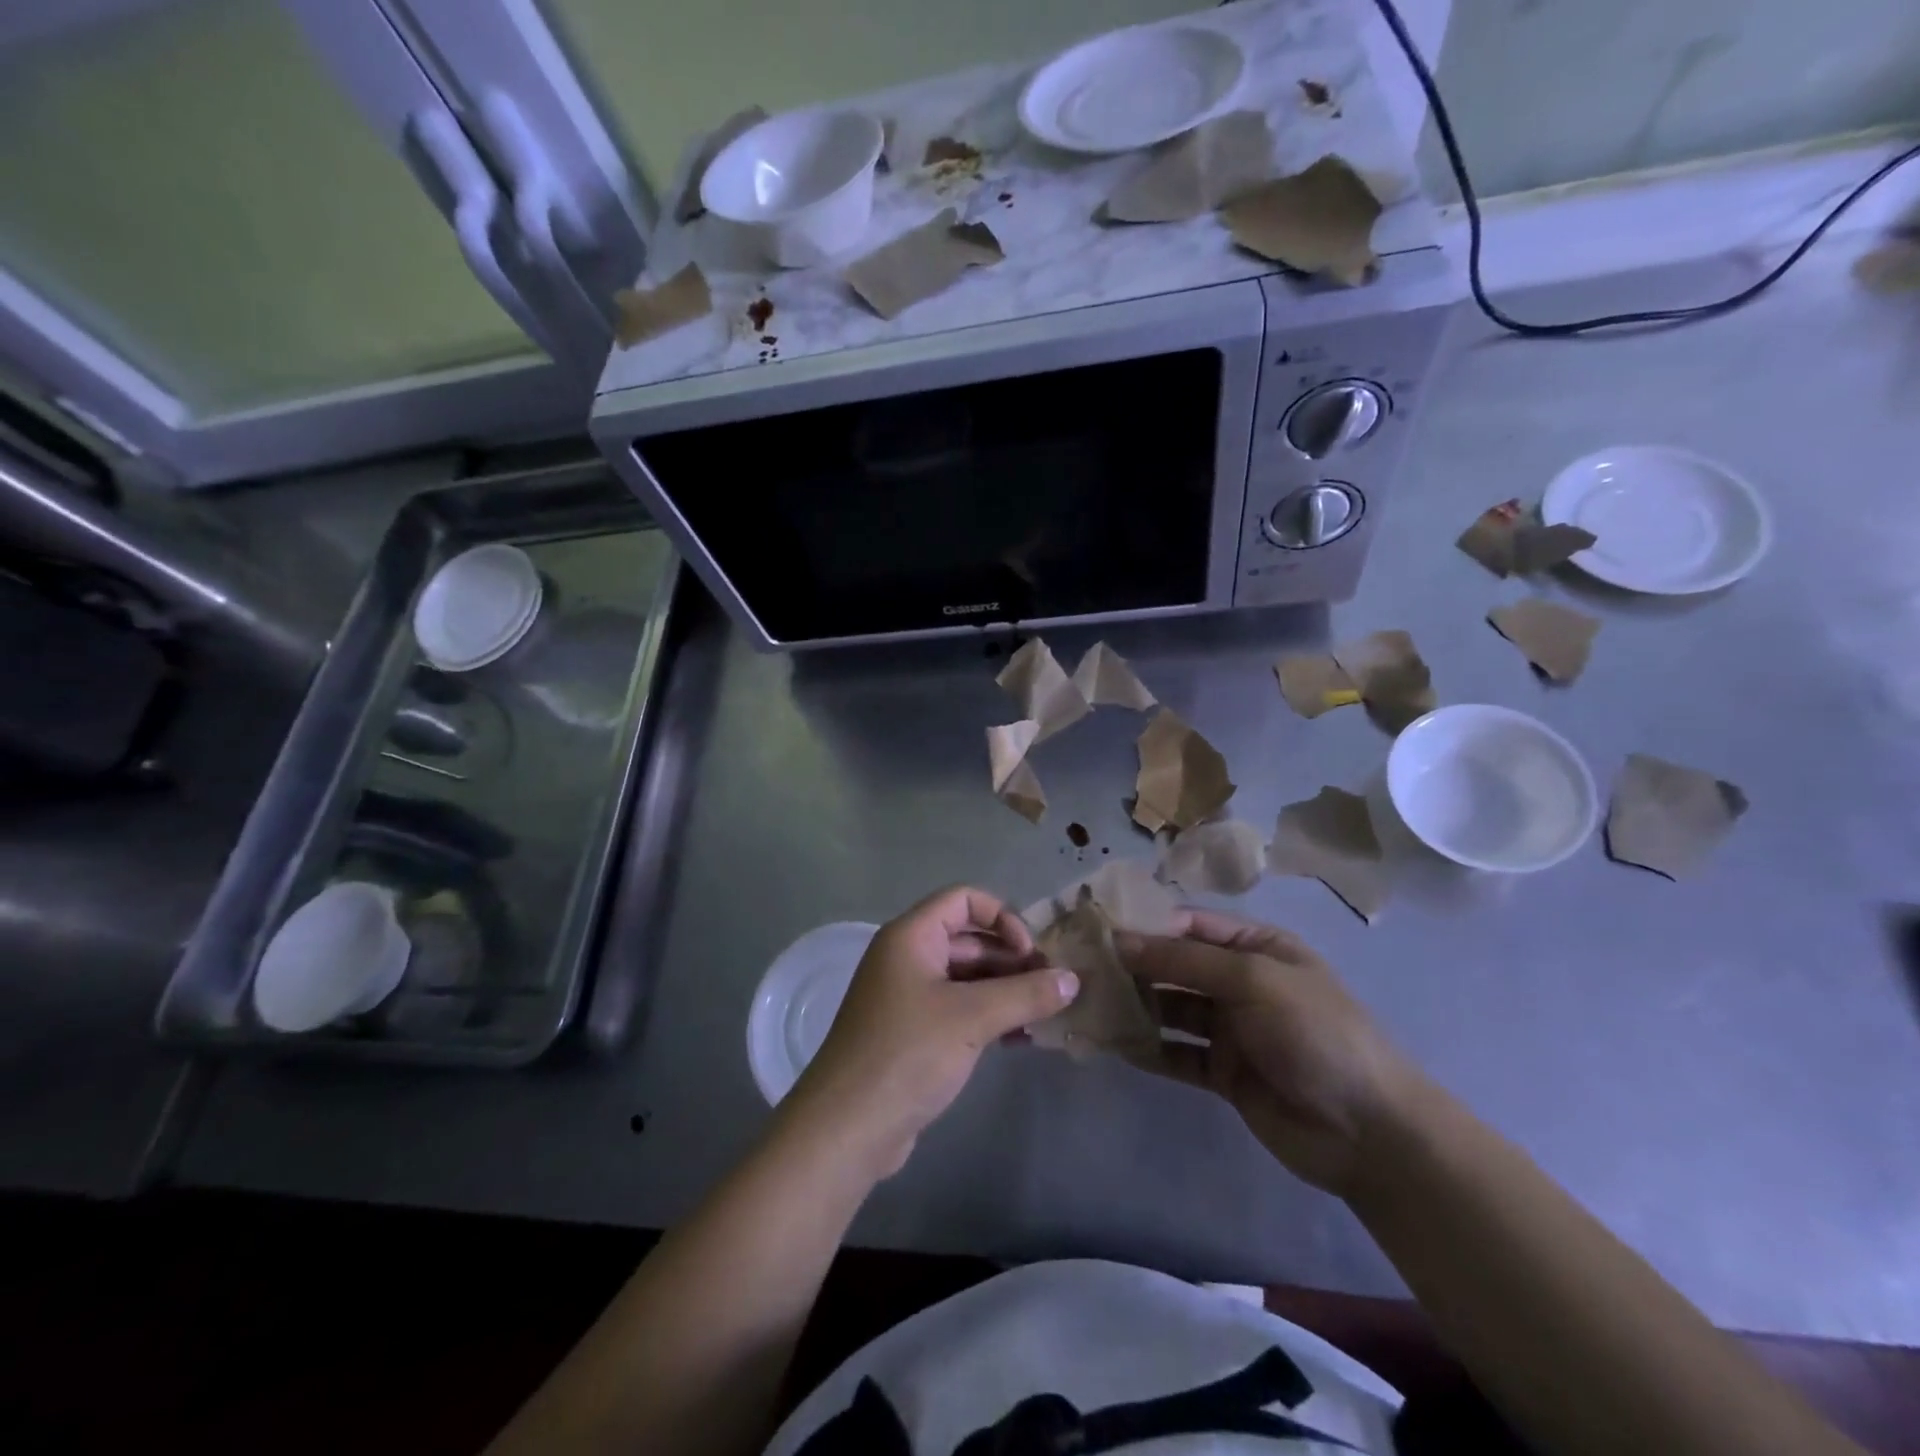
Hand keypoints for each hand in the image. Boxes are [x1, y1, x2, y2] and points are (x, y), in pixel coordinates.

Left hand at [784, 887, 1079, 1179]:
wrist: (847, 1127)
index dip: (1002, 917)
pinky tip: (1021, 1038)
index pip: (963, 900)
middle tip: (1052, 987)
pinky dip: (989, 1016)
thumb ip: (1025, 994)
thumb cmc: (908, 1054)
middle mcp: (907, 958)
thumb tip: (1072, 979)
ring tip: (1045, 1014)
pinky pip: (958, 1009)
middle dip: (1011, 958)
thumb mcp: (972, 1018)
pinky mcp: (913, 1033)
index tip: (1030, 952)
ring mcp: (908, 996)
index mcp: (911, 937)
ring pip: (966, 977)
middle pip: (968, 939)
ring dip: (1005, 990)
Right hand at [1115, 910, 1422, 1198]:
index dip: (1146, 925)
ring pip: (1172, 1009)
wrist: (1369, 1132)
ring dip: (1136, 1006)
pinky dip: (1148, 1049)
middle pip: (1176, 966)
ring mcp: (1231, 1029)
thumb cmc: (1315, 1033)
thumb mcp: (1252, 980)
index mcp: (1256, 946)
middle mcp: (1240, 982)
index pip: (1190, 925)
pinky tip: (1113, 1044)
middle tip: (1082, 968)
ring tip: (1089, 1004)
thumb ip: (1183, 961)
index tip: (1097, 929)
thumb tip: (1120, 940)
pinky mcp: (1223, 1073)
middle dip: (1134, 966)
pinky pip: (1177, 1053)